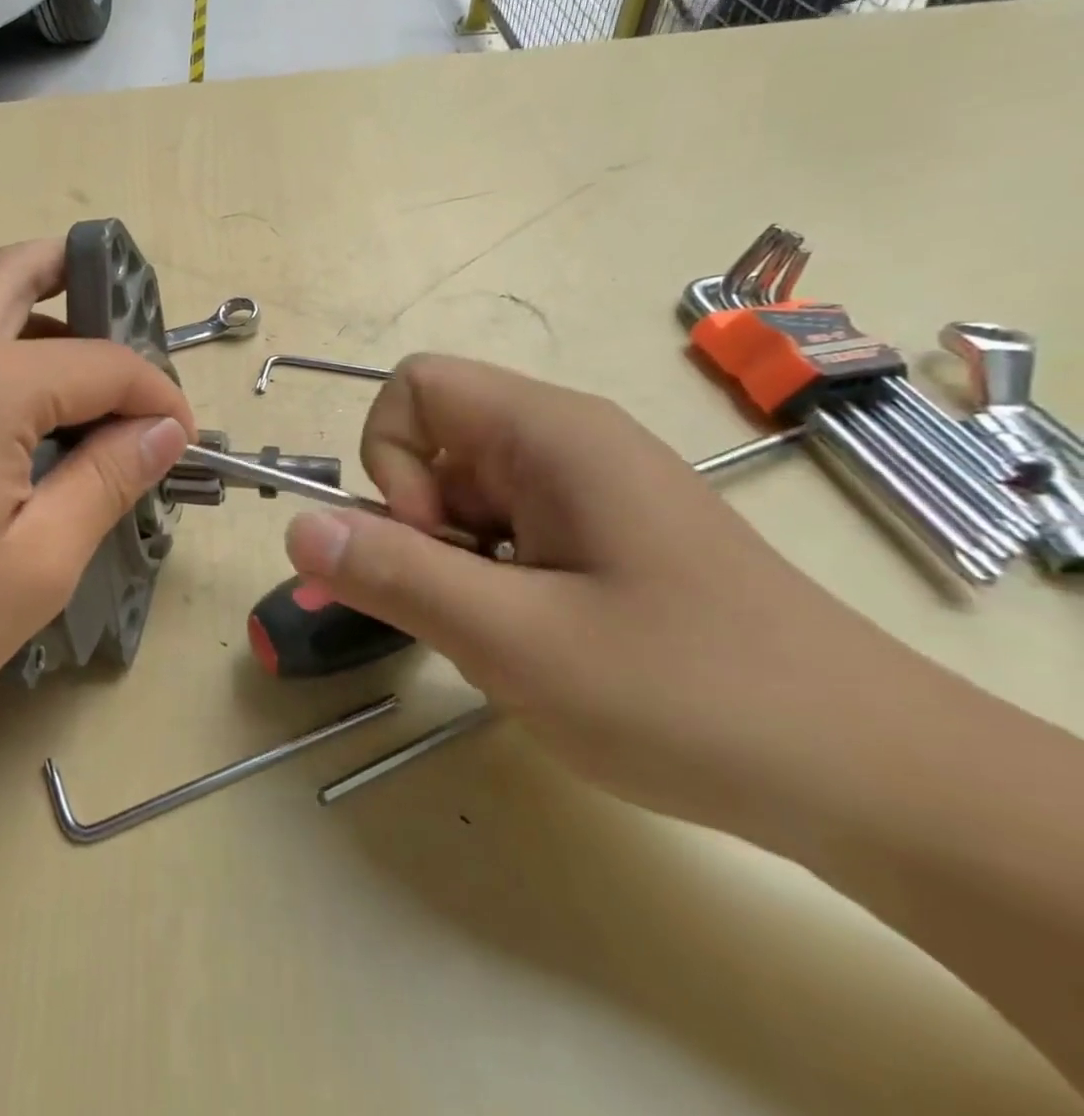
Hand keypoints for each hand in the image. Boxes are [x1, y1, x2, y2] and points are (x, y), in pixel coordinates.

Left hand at [0, 239, 195, 762]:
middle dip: (77, 277)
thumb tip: (162, 431)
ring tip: (66, 378)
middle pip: (14, 275)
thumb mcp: (38, 562)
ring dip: (23, 319)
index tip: (181, 438)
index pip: (101, 362)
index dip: (154, 395)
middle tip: (123, 311)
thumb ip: (107, 478)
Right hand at [283, 355, 916, 840]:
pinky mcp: (599, 536)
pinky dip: (488, 584)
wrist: (872, 780)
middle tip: (464, 609)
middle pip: (432, 446)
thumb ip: (394, 575)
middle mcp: (564, 443)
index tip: (430, 545)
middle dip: (416, 527)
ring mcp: (585, 491)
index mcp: (549, 434)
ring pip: (460, 499)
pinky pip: (502, 534)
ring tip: (506, 638)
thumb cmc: (688, 695)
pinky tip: (535, 644)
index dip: (390, 460)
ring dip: (450, 565)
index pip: (415, 387)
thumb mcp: (516, 641)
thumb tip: (295, 526)